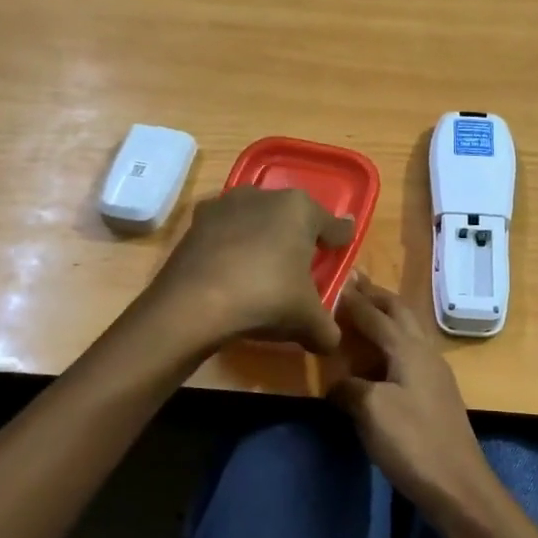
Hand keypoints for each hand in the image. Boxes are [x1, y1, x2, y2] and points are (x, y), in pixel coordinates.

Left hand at [148, 186, 354, 352]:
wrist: (193, 304)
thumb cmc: (266, 298)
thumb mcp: (308, 321)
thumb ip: (327, 329)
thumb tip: (331, 341)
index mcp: (301, 209)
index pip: (331, 224)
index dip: (340, 238)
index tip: (344, 242)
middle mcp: (264, 196)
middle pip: (291, 217)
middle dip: (298, 236)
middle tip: (302, 263)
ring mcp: (226, 205)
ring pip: (256, 220)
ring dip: (262, 238)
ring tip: (264, 267)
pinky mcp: (196, 222)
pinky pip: (226, 233)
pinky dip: (232, 247)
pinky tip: (232, 272)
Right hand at [332, 275, 495, 520]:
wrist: (457, 484)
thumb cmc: (412, 441)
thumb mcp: (371, 411)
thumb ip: (349, 388)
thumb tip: (336, 384)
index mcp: (408, 348)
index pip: (375, 314)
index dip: (353, 299)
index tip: (333, 281)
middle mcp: (425, 352)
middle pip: (400, 312)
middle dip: (376, 296)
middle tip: (353, 283)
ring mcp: (434, 372)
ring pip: (408, 331)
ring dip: (387, 316)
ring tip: (364, 311)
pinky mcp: (435, 393)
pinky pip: (410, 352)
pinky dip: (391, 342)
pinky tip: (380, 355)